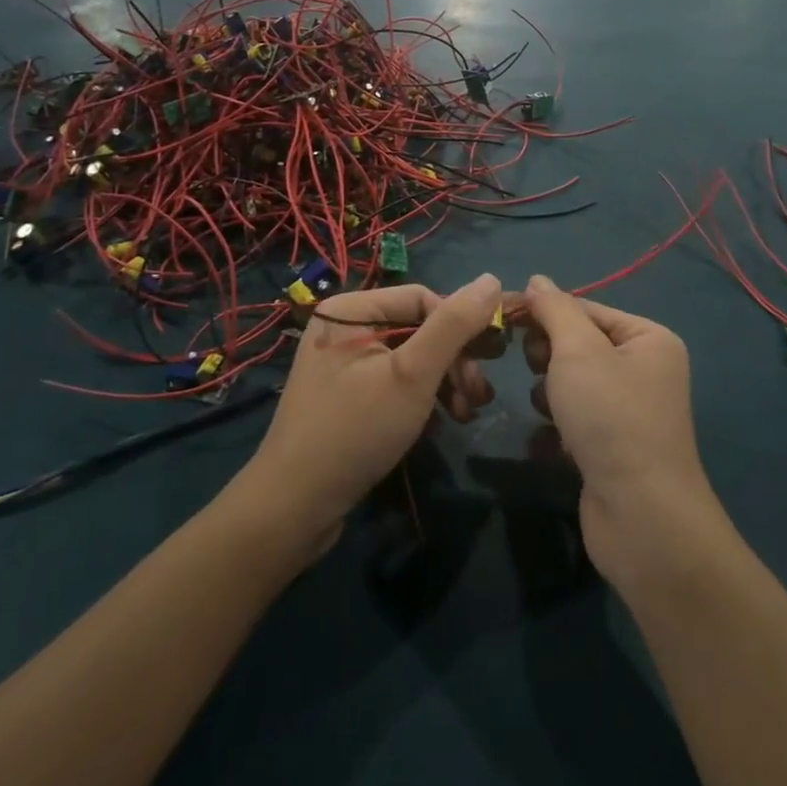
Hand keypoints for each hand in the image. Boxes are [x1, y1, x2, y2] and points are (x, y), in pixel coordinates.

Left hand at [240, 275, 500, 543]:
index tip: (484, 364)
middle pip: (418, 328)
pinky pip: (394, 382)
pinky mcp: (345, 397)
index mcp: (349, 310)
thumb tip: (492, 279)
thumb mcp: (413, 374)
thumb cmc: (356, 430)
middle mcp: (343, 328)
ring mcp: (342, 364)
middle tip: (478, 396)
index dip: (458, 327)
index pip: (422, 298)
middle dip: (454, 361)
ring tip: (465, 414)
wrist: (294, 506)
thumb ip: (453, 325)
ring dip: (444, 383)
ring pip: (410, 359)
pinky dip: (421, 399)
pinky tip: (439, 423)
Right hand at [519, 276, 718, 583]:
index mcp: (648, 339)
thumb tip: (537, 280)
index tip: (500, 319)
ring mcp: (629, 412)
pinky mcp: (612, 449)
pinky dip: (557, 428)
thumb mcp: (578, 350)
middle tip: (539, 370)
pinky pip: (573, 421)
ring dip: (550, 394)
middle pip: (577, 345)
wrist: (641, 516)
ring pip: (570, 384)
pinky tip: (549, 443)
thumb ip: (554, 310)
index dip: (542, 312)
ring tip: (549, 411)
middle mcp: (644, 370)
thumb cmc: (611, 417)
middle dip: (549, 357)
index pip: (584, 308)